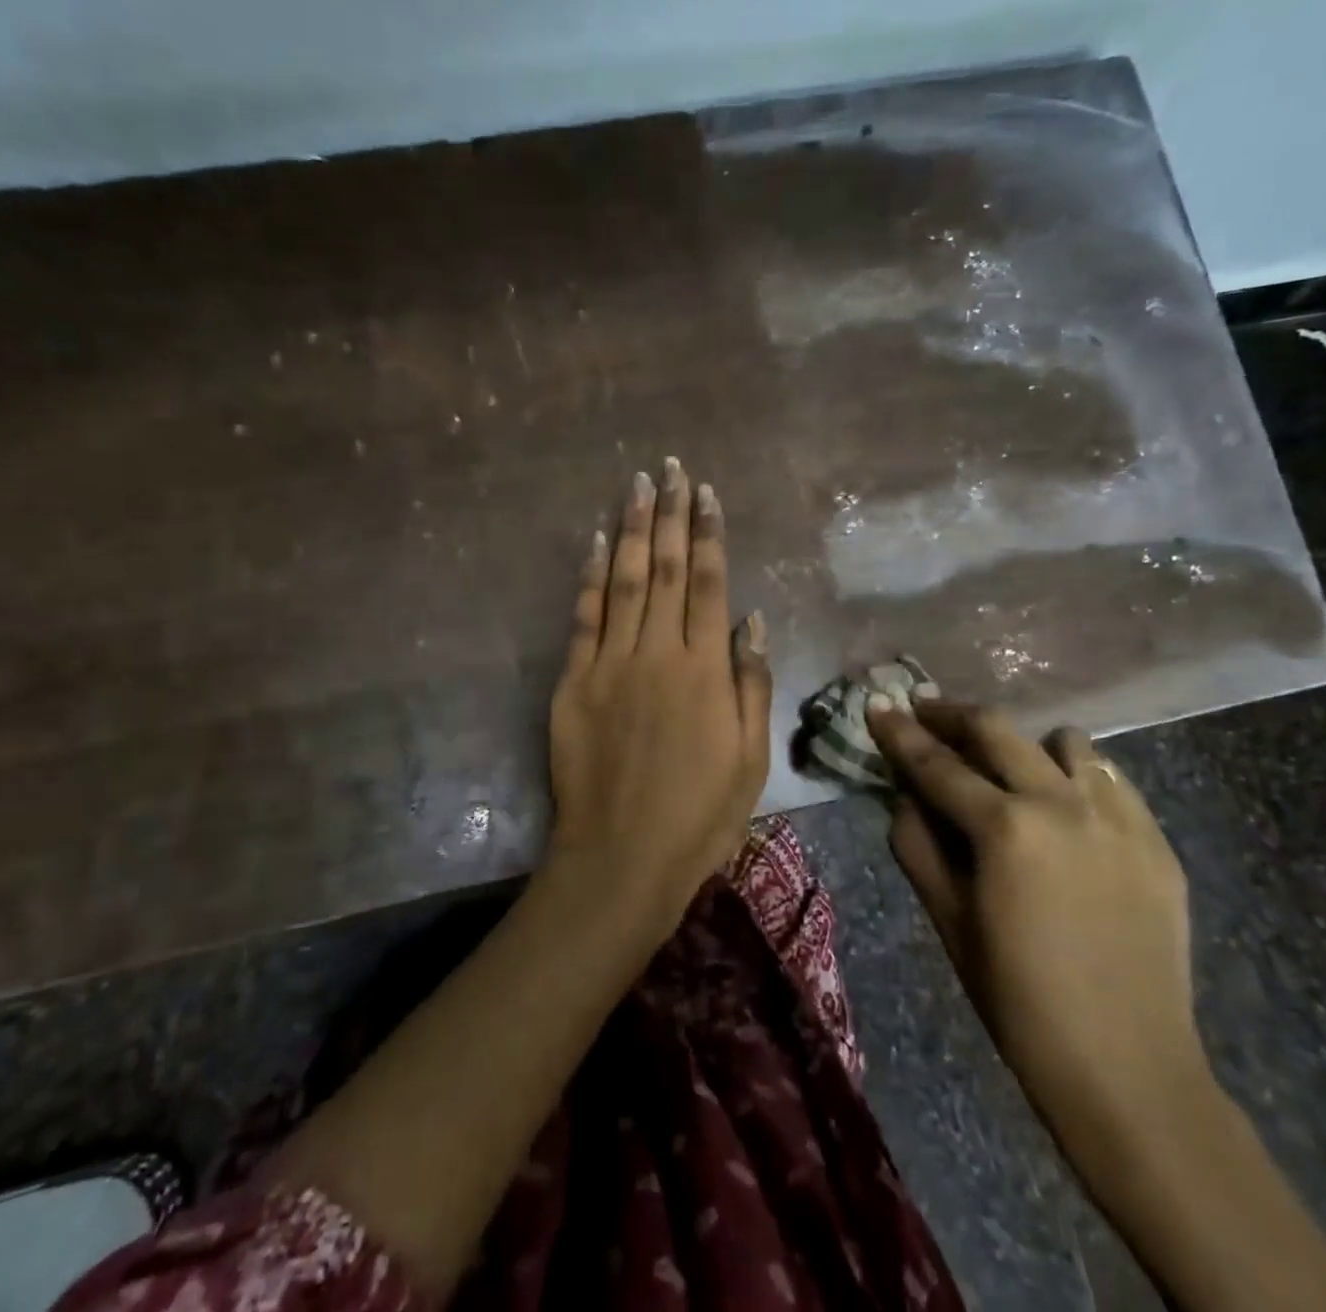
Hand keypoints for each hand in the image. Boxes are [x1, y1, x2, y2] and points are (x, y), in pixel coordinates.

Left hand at [547, 458, 772, 934]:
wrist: (622, 857)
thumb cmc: (700, 814)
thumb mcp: (750, 757)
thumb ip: (751, 683)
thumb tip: (751, 620)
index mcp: (705, 669)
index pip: (710, 582)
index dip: (708, 533)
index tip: (705, 493)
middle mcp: (658, 652)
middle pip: (667, 568)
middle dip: (670, 513)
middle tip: (670, 468)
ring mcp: (610, 663)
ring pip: (624, 580)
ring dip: (632, 529)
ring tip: (636, 485)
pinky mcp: (574, 681)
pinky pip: (584, 617)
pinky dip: (591, 576)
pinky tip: (597, 543)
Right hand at [867, 694, 1210, 1152]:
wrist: (1127, 1068)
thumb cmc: (1017, 999)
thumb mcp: (948, 920)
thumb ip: (917, 845)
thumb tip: (905, 796)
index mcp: (1004, 828)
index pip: (937, 763)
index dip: (900, 732)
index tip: (878, 705)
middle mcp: (1062, 804)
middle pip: (998, 729)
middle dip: (952, 714)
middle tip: (926, 712)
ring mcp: (1118, 818)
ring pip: (1065, 741)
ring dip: (1024, 744)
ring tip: (1007, 767)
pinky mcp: (1156, 840)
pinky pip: (1111, 778)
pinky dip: (1077, 775)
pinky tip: (1064, 806)